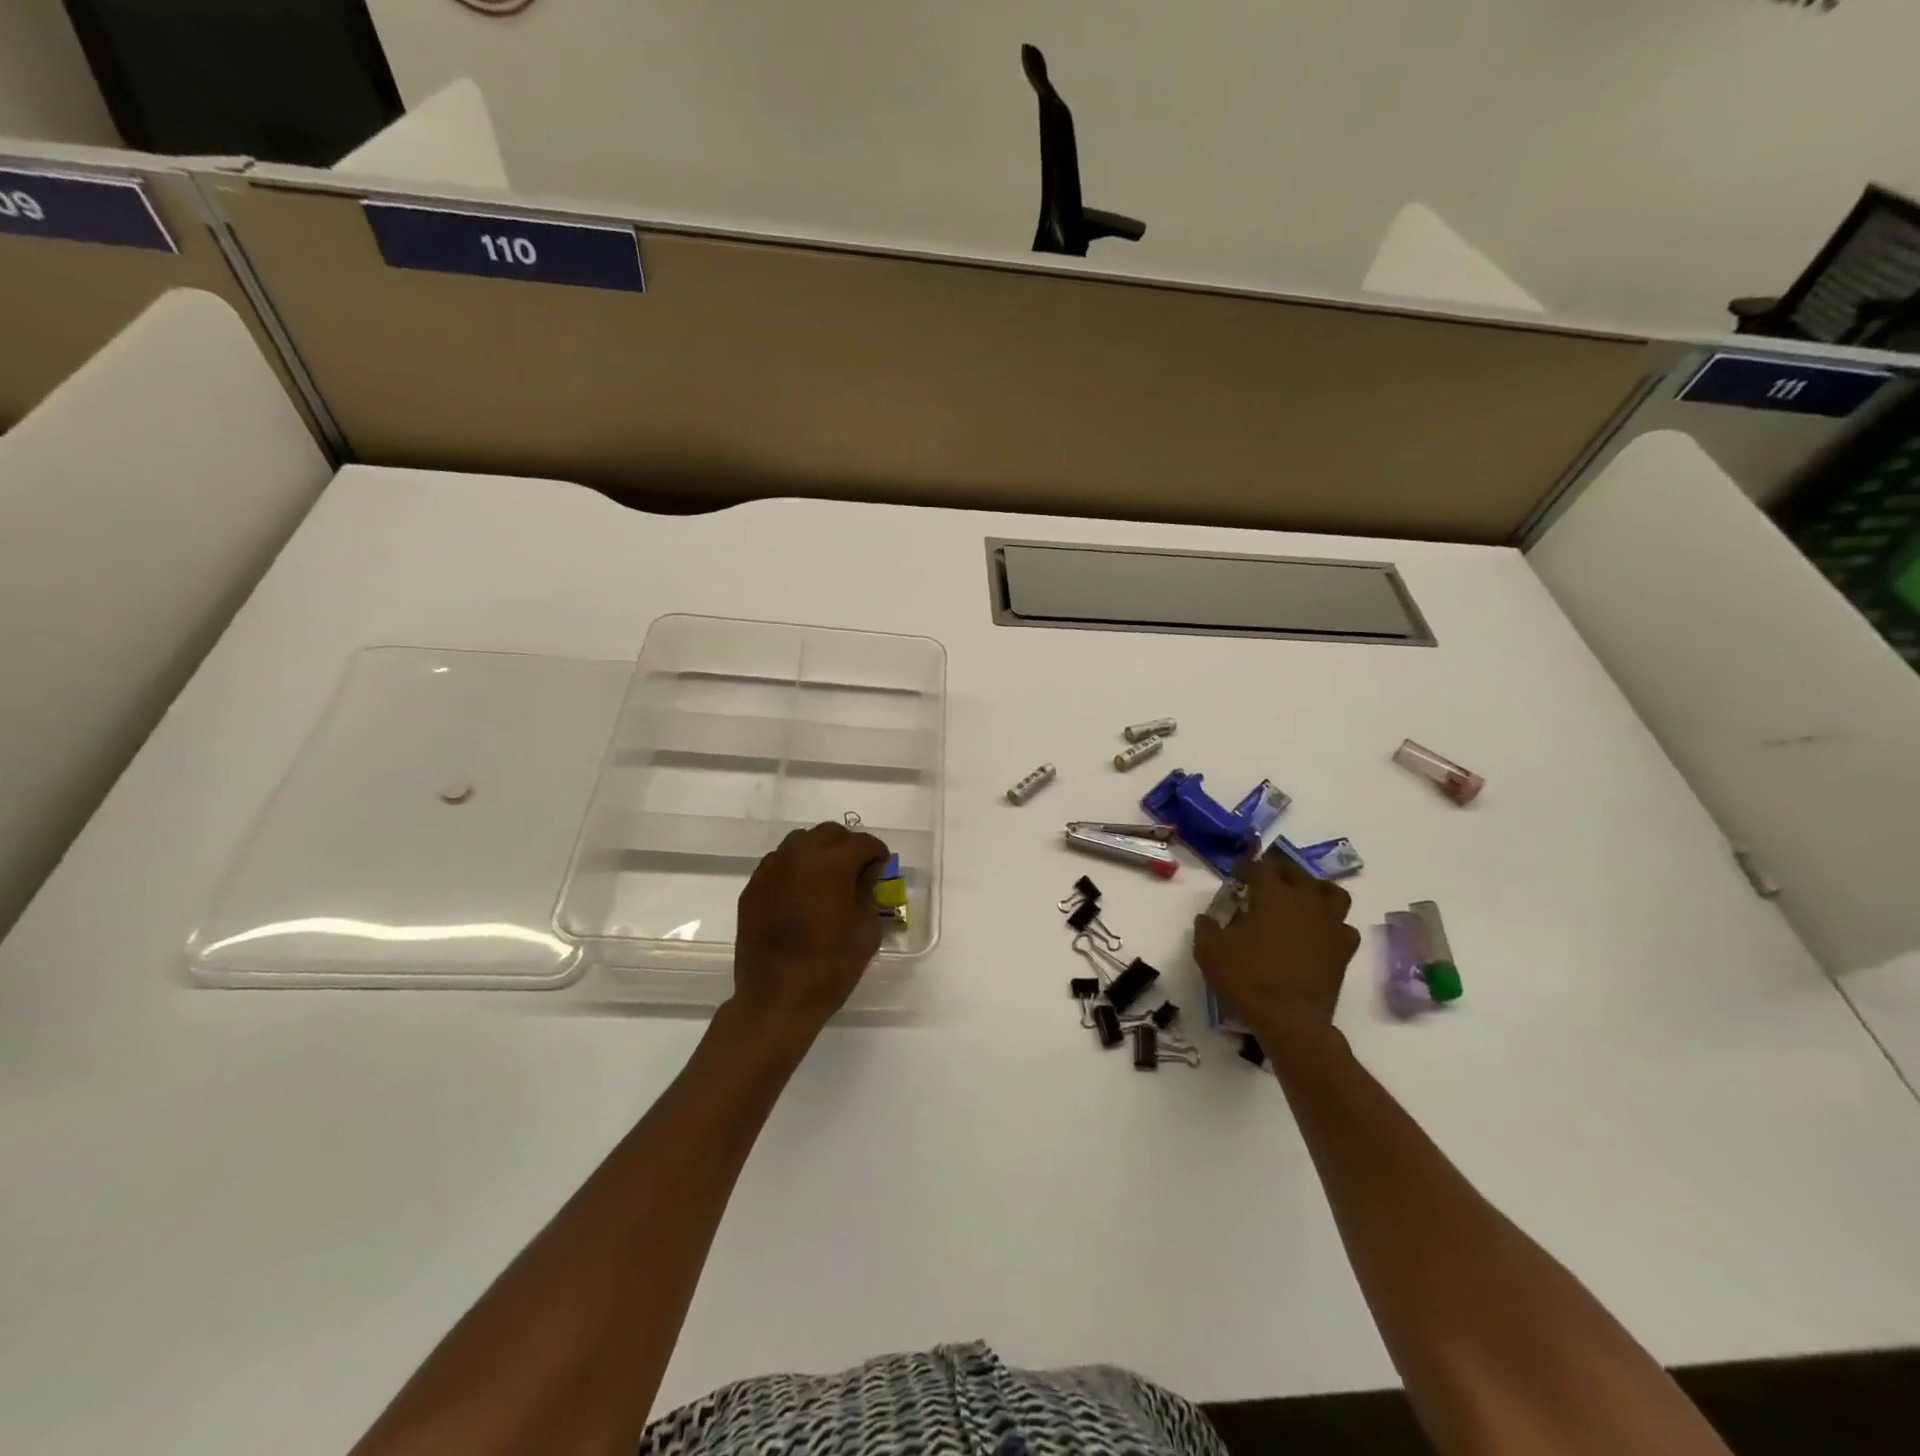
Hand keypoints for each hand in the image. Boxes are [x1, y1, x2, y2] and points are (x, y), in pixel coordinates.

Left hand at [731, 821, 890, 1033]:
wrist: (776, 999)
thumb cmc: (830, 967)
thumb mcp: (866, 930)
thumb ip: (867, 893)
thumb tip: (863, 876)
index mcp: (832, 865)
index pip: (862, 843)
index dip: (877, 853)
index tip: (881, 868)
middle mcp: (798, 857)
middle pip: (829, 834)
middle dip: (847, 846)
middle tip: (856, 870)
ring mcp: (770, 871)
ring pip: (799, 842)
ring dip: (818, 853)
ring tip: (826, 879)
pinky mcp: (752, 888)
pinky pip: (777, 863)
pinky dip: (794, 868)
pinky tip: (800, 894)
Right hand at [1192, 853, 1360, 1045]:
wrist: (1290, 1020)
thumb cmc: (1248, 979)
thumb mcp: (1209, 951)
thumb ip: (1206, 928)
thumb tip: (1207, 918)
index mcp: (1272, 895)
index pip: (1259, 868)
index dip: (1246, 867)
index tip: (1237, 874)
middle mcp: (1305, 901)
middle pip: (1297, 873)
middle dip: (1279, 871)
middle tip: (1266, 881)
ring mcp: (1330, 925)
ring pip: (1332, 893)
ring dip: (1315, 890)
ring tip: (1301, 899)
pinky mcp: (1344, 950)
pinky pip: (1343, 927)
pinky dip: (1332, 925)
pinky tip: (1318, 933)